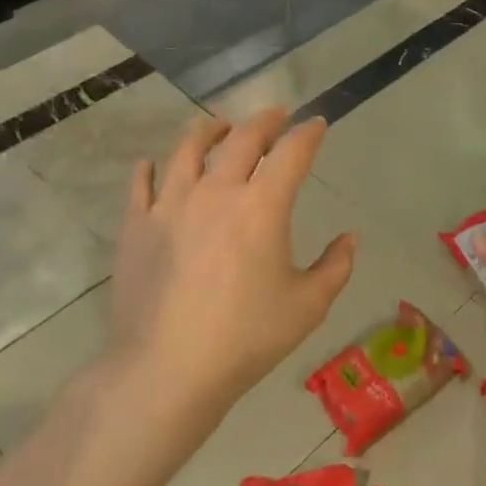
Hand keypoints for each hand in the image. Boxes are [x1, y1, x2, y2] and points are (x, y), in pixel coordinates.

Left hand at [110, 108, 356, 412]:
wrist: (166, 370)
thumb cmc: (245, 338)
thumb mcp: (307, 307)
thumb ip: (335, 267)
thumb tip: (349, 239)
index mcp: (262, 206)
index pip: (292, 152)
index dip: (308, 133)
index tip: (317, 124)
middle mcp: (216, 191)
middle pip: (242, 138)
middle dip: (264, 121)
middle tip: (276, 116)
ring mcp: (170, 204)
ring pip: (188, 148)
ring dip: (209, 130)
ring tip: (218, 125)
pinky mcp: (136, 226)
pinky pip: (141, 184)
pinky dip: (149, 168)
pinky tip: (152, 164)